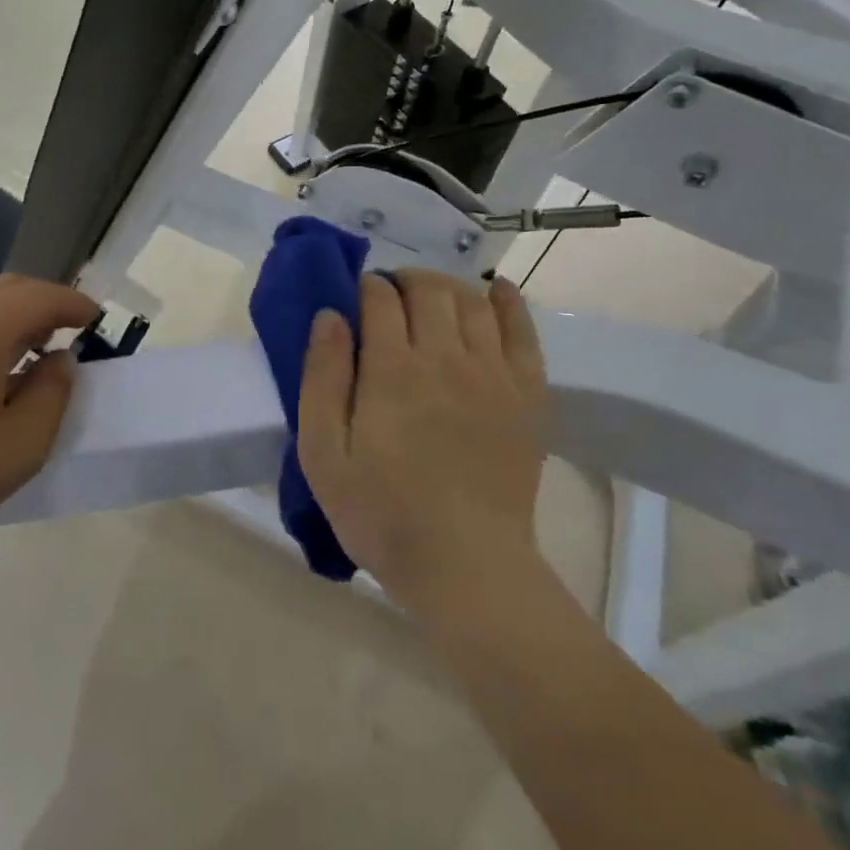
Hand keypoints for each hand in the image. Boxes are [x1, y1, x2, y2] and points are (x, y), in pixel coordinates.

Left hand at [0, 275, 99, 569]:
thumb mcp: (20, 446)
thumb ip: (54, 394)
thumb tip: (60, 360)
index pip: (42, 295)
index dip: (75, 304)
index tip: (97, 321)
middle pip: (8, 288)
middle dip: (44, 304)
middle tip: (68, 334)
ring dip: (10, 317)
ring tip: (27, 354)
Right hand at [297, 270, 551, 612]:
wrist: (467, 567)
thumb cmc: (382, 514)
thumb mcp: (324, 455)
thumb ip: (322, 378)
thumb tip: (329, 316)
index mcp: (392, 370)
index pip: (380, 298)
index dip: (366, 288)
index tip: (358, 298)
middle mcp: (445, 358)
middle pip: (428, 289)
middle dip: (404, 281)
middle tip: (390, 298)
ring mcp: (493, 374)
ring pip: (472, 301)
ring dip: (447, 287)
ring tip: (431, 299)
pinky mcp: (527, 395)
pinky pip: (523, 331)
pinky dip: (508, 303)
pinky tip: (496, 293)